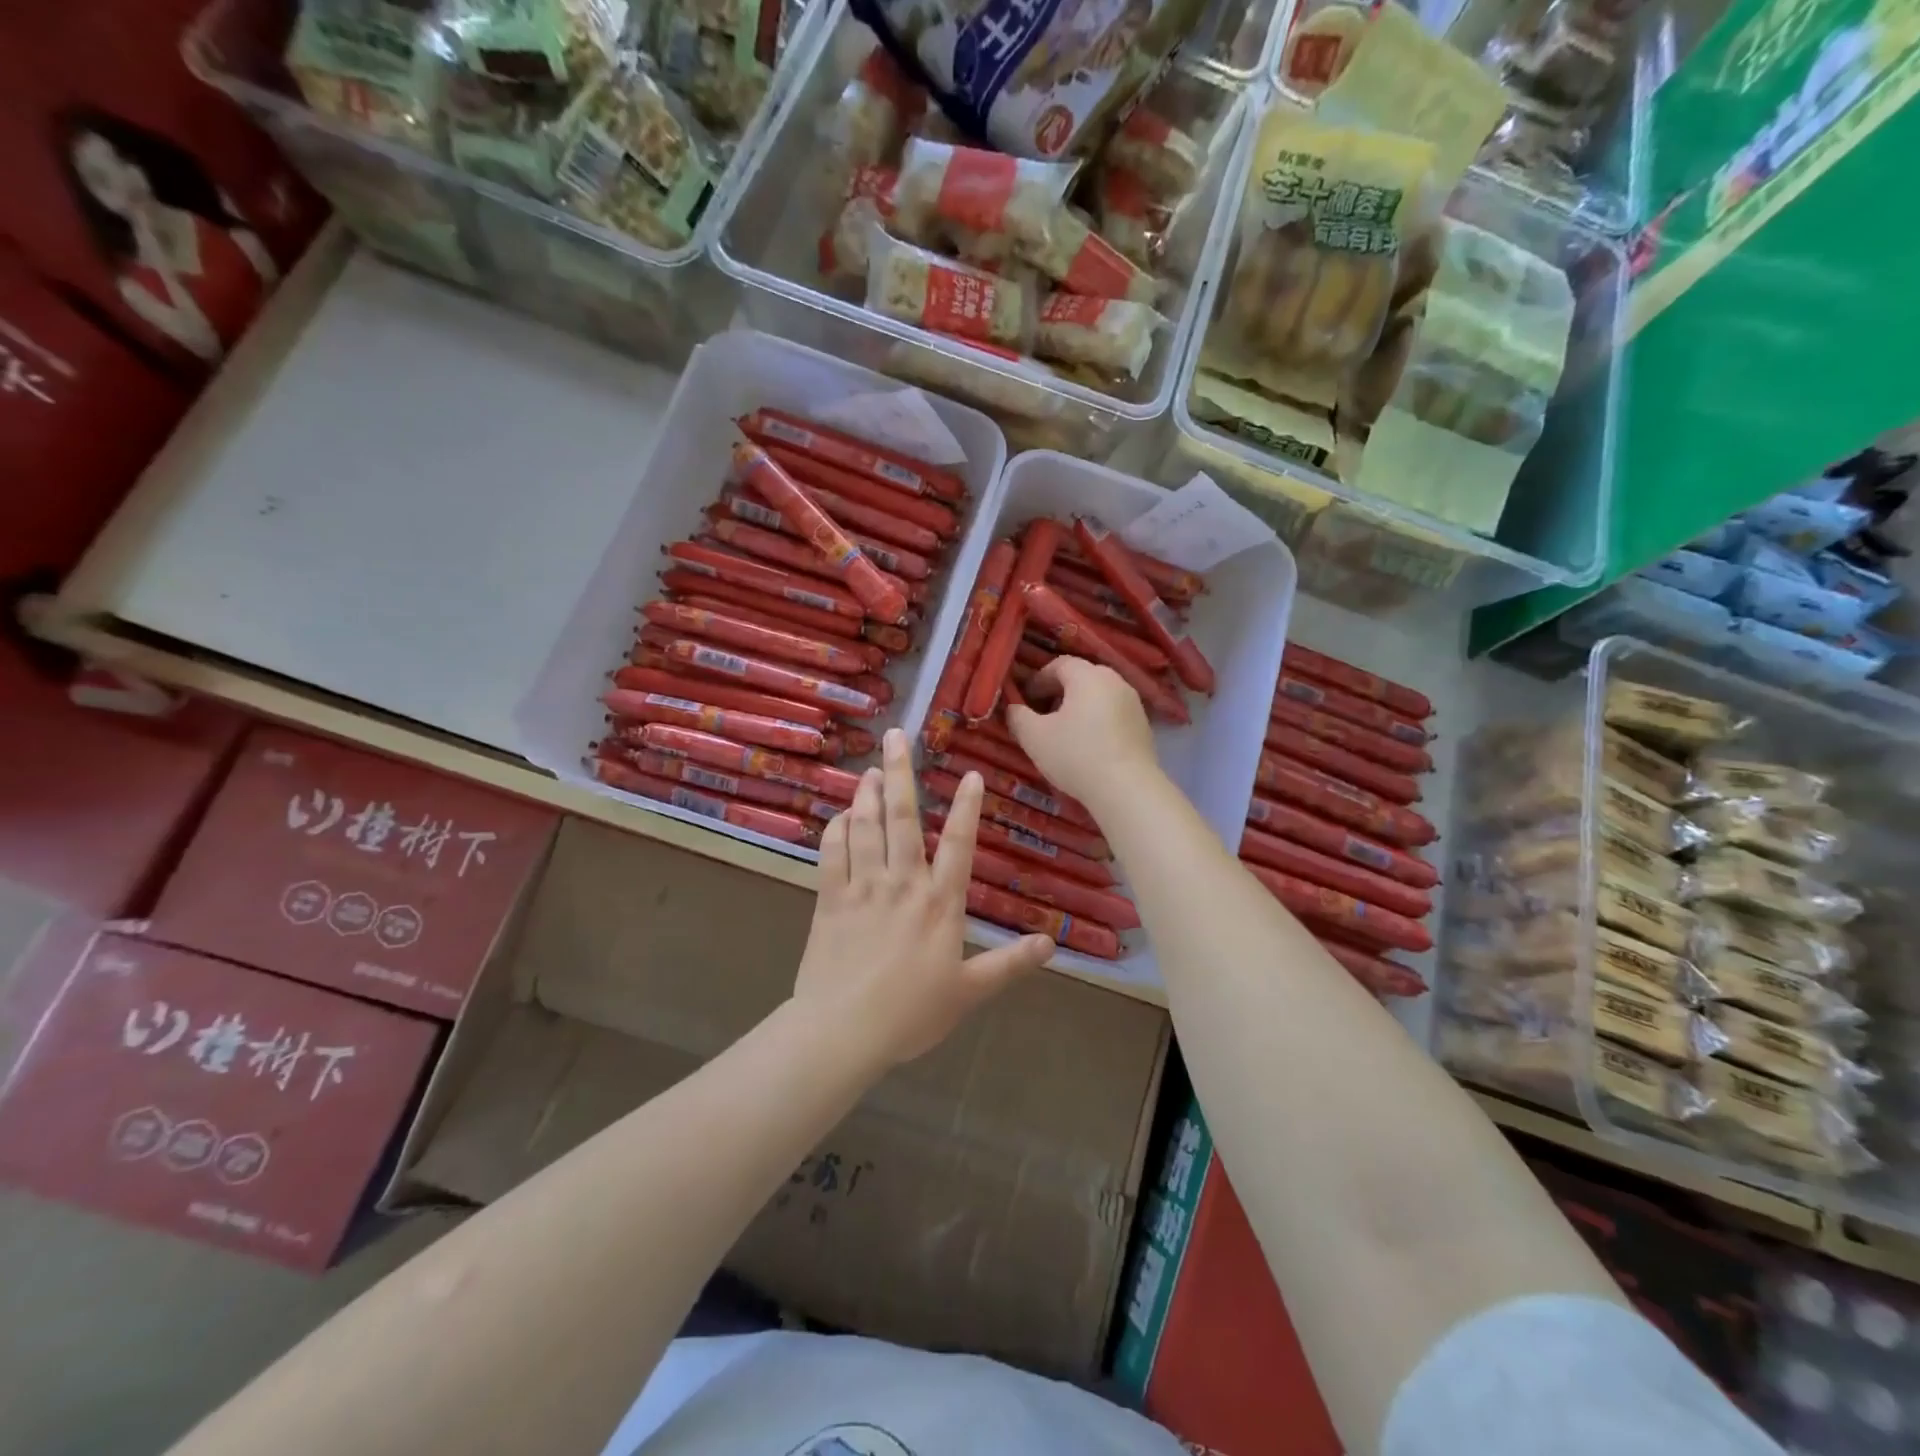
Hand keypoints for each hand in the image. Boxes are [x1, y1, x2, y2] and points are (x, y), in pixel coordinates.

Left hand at [795, 728, 1052, 1066]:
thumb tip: (1051, 944)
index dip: (967, 807)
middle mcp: (902, 883)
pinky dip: (836, 829)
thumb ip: (1009, 964)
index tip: (970, 774)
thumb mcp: (968, 992)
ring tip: (869, 768)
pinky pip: (831, 852)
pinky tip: (840, 814)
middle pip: (901, 817)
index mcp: (940, 903)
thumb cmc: (910, 1013)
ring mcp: (862, 887)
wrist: (842, 1031)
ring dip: (866, 793)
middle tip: (896, 737)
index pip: (959, 844)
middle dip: (899, 773)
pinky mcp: (829, 898)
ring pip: (864, 826)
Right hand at [1006, 656, 1158, 810]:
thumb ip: (1018, 716)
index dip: (1038, 679)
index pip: (1059, 664)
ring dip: (1079, 707)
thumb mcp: (1034, 737)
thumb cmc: (1076, 756)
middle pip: (1082, 677)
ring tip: (1064, 732)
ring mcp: (1134, 704)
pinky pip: (1113, 714)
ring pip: (1099, 696)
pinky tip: (1088, 746)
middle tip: (1042, 714)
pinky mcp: (1144, 726)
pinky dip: (1097, 721)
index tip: (1025, 700)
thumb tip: (1013, 708)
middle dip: (1059, 692)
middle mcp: (1115, 681)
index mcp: (1088, 676)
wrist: (1127, 790)